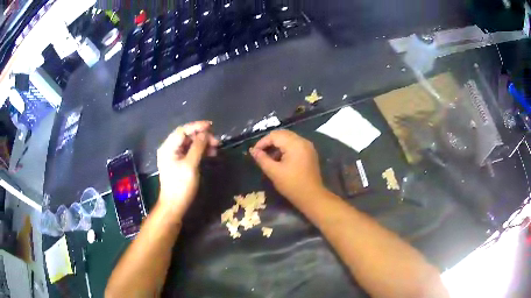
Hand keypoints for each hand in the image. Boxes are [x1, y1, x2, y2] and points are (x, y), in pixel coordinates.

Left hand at [157, 121, 217, 219]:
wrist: (174, 205)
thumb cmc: (180, 185)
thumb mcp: (190, 165)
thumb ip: (197, 147)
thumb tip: (205, 134)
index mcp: (168, 147)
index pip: (183, 131)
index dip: (197, 127)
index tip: (211, 126)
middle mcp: (170, 149)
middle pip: (187, 137)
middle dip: (202, 137)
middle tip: (216, 141)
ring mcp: (174, 157)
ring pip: (190, 144)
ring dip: (203, 144)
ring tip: (216, 148)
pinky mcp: (180, 164)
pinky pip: (190, 153)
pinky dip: (200, 152)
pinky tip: (210, 154)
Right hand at [250, 130, 324, 204]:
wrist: (312, 197)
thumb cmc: (292, 185)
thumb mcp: (274, 172)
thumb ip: (262, 159)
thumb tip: (252, 150)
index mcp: (295, 144)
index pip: (274, 135)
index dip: (262, 142)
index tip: (254, 152)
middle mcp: (303, 141)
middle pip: (282, 134)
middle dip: (269, 142)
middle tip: (260, 153)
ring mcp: (308, 146)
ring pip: (289, 139)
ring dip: (277, 145)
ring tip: (268, 157)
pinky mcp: (309, 153)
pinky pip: (295, 144)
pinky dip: (285, 148)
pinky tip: (279, 159)